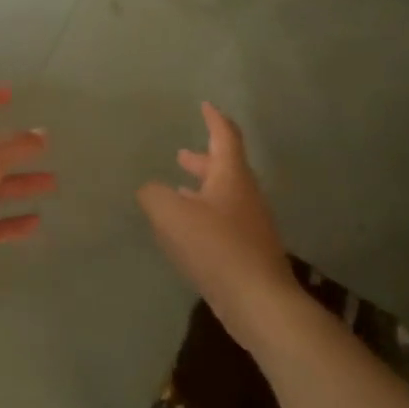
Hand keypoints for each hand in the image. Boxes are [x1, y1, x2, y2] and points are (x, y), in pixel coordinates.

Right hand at [138, 102, 299, 356]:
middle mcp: (244, 196)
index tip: (205, 105)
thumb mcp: (172, 214)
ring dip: (200, 190)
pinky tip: (185, 231)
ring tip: (177, 191)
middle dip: (202, 159)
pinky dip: (202, 216)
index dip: (214, 119)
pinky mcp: (246, 252)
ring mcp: (249, 226)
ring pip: (222, 197)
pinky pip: (222, 223)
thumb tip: (150, 190)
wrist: (258, 302)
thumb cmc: (216, 247)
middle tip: (181, 155)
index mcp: (231, 177)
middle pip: (224, 168)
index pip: (225, 137)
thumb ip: (154, 195)